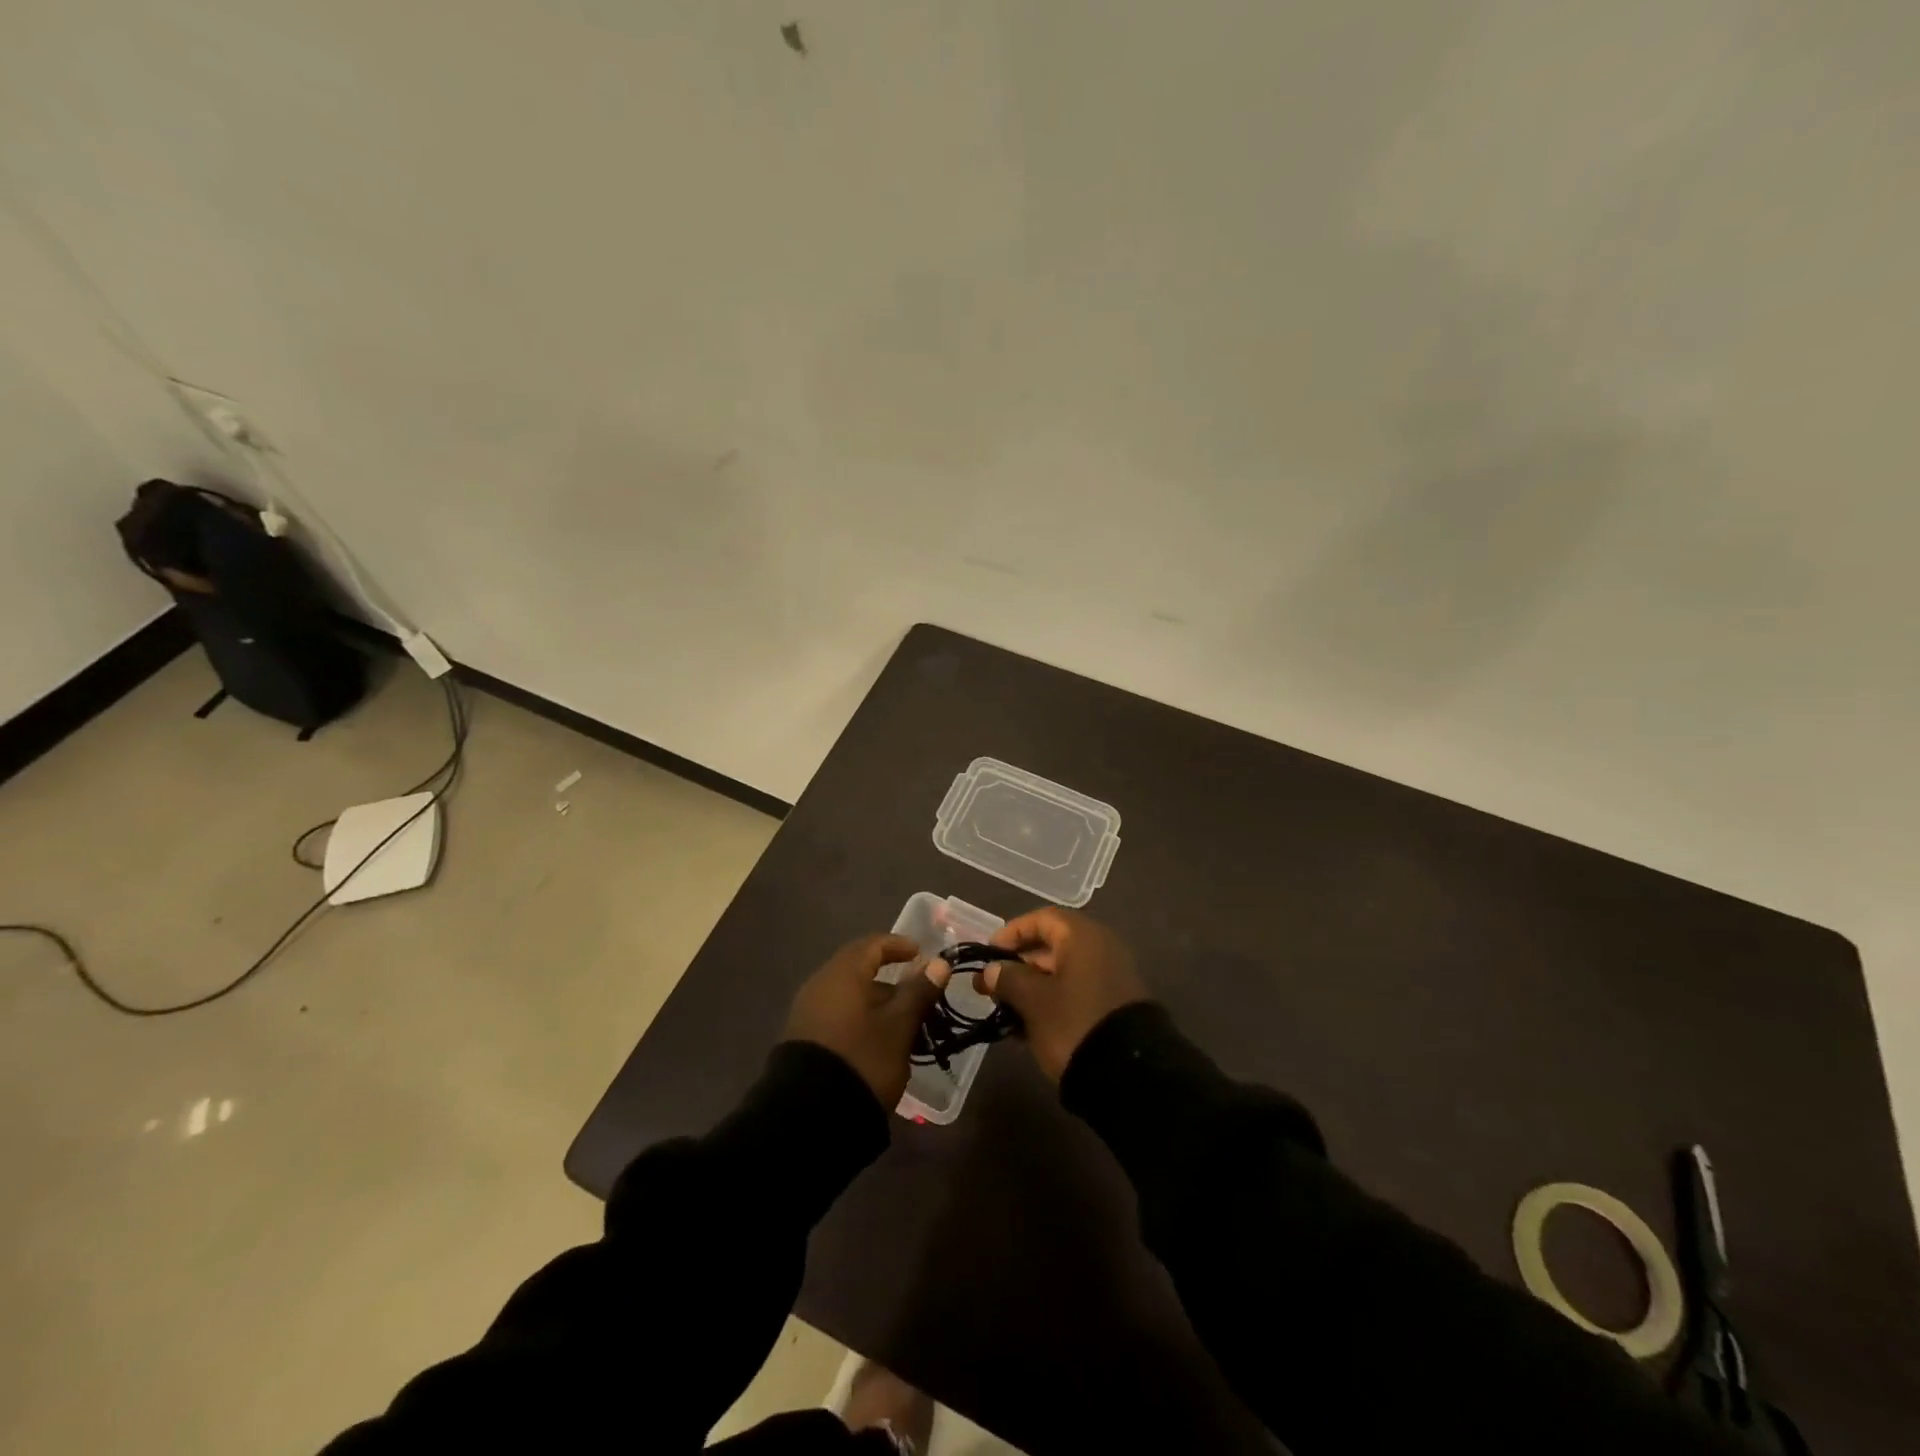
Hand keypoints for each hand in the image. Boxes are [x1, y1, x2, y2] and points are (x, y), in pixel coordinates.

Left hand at [784, 933, 945, 1106]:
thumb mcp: (898, 1027)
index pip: (872, 945)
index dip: (898, 945)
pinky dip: (861, 1020)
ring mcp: (807, 1013)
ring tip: (904, 1026)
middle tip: (918, 995)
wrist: (808, 1116)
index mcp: (842, 974)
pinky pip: (838, 1016)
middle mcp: (820, 985)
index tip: (921, 954)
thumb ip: (918, 992)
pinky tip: (878, 1043)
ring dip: (878, 1004)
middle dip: (891, 980)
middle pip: (859, 970)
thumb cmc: (862, 1059)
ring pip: (849, 996)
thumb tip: (938, 962)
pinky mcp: (803, 1040)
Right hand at [977, 907, 1147, 1081]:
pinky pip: (1076, 993)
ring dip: (1032, 988)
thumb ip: (1008, 979)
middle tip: (991, 986)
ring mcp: (1111, 978)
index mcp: (1083, 937)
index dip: (1013, 932)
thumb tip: (991, 970)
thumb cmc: (1074, 1023)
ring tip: (1005, 1011)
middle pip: (1052, 946)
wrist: (1129, 1075)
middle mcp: (1101, 949)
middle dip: (1019, 965)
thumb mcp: (1033, 1001)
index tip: (989, 952)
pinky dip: (1052, 1003)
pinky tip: (1028, 1028)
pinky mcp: (1114, 1006)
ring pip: (1063, 973)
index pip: (1042, 919)